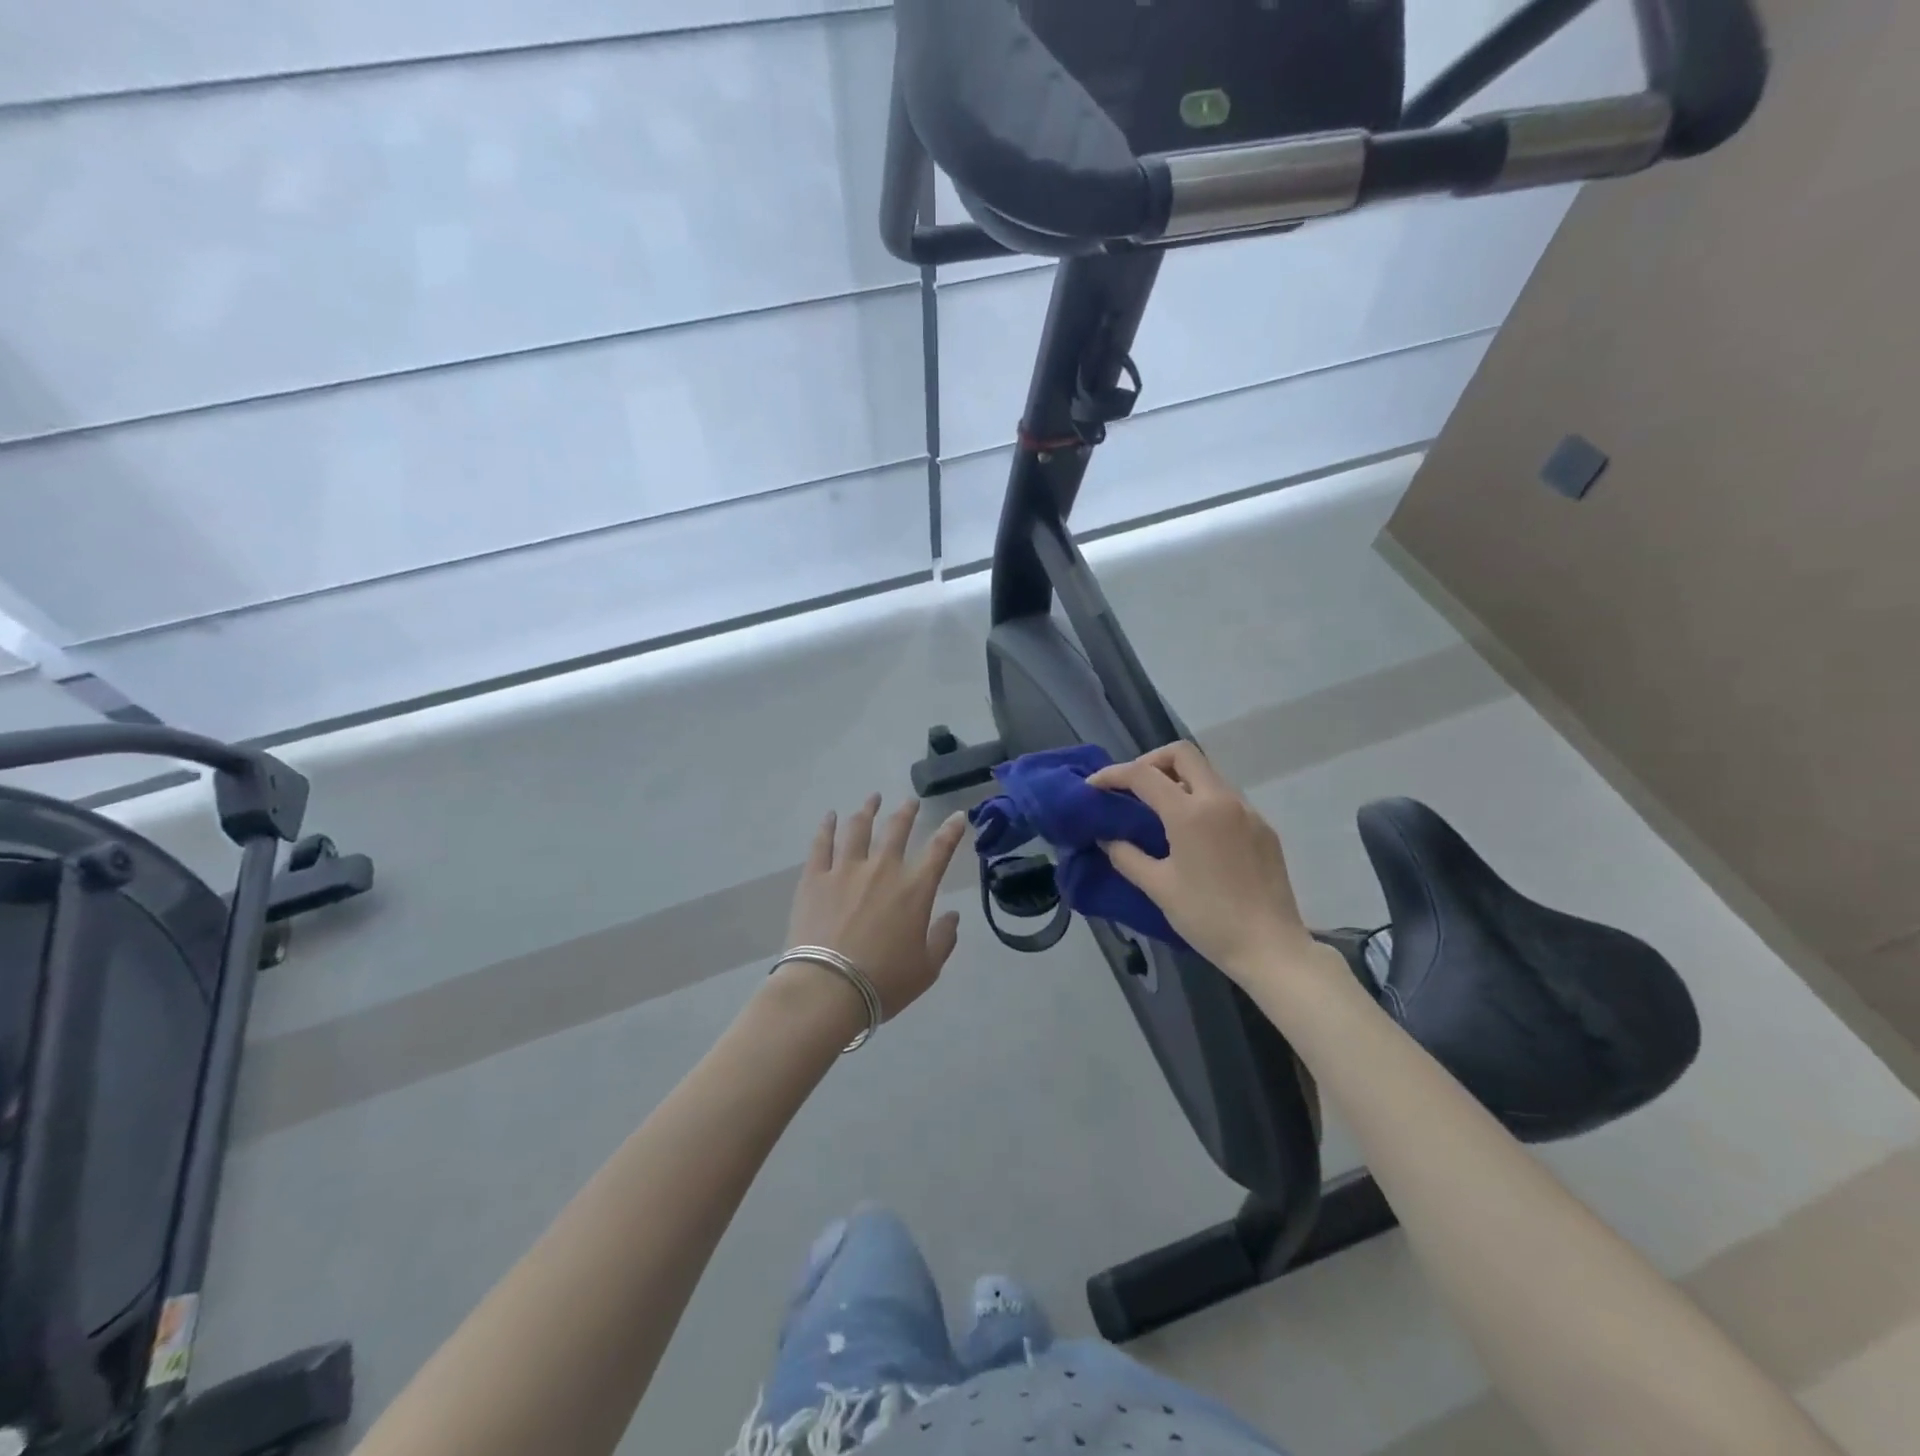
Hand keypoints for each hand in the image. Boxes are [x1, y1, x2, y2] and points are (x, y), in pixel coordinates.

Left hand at [781, 795, 968, 1019]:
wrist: (827, 989)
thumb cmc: (883, 982)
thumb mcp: (927, 969)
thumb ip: (943, 939)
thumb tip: (952, 916)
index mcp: (915, 889)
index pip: (939, 850)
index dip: (951, 830)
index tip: (957, 816)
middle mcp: (883, 869)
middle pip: (897, 829)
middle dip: (907, 812)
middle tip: (910, 802)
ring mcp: (845, 870)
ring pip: (858, 828)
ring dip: (868, 810)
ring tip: (872, 799)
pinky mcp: (815, 878)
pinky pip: (821, 844)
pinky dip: (826, 827)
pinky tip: (830, 816)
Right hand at [1090, 743, 1317, 981]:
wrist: (1270, 947)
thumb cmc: (1207, 917)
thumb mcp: (1158, 887)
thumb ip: (1127, 856)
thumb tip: (1108, 838)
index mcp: (1191, 812)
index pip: (1144, 775)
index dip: (1113, 774)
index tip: (1093, 786)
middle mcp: (1221, 800)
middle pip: (1182, 754)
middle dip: (1150, 762)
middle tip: (1131, 788)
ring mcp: (1247, 812)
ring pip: (1207, 774)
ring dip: (1178, 780)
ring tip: (1158, 811)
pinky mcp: (1263, 828)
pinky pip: (1226, 799)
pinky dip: (1201, 801)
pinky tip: (1193, 834)